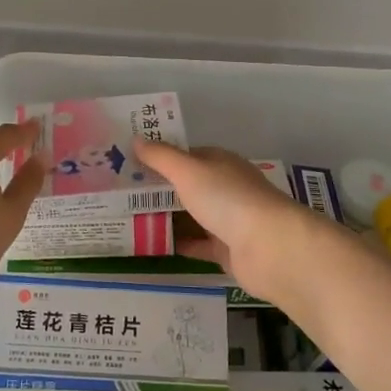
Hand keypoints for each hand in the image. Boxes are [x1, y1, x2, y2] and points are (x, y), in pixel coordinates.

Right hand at [133, 141, 352, 308]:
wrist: (269, 248)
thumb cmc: (228, 199)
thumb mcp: (188, 171)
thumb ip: (161, 157)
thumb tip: (136, 139)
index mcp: (221, 163)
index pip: (187, 156)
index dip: (160, 158)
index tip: (129, 164)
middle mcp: (226, 188)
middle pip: (188, 186)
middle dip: (159, 189)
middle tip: (120, 194)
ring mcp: (228, 220)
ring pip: (192, 216)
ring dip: (167, 217)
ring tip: (127, 219)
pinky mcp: (228, 251)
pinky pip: (198, 245)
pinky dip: (179, 244)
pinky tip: (151, 246)